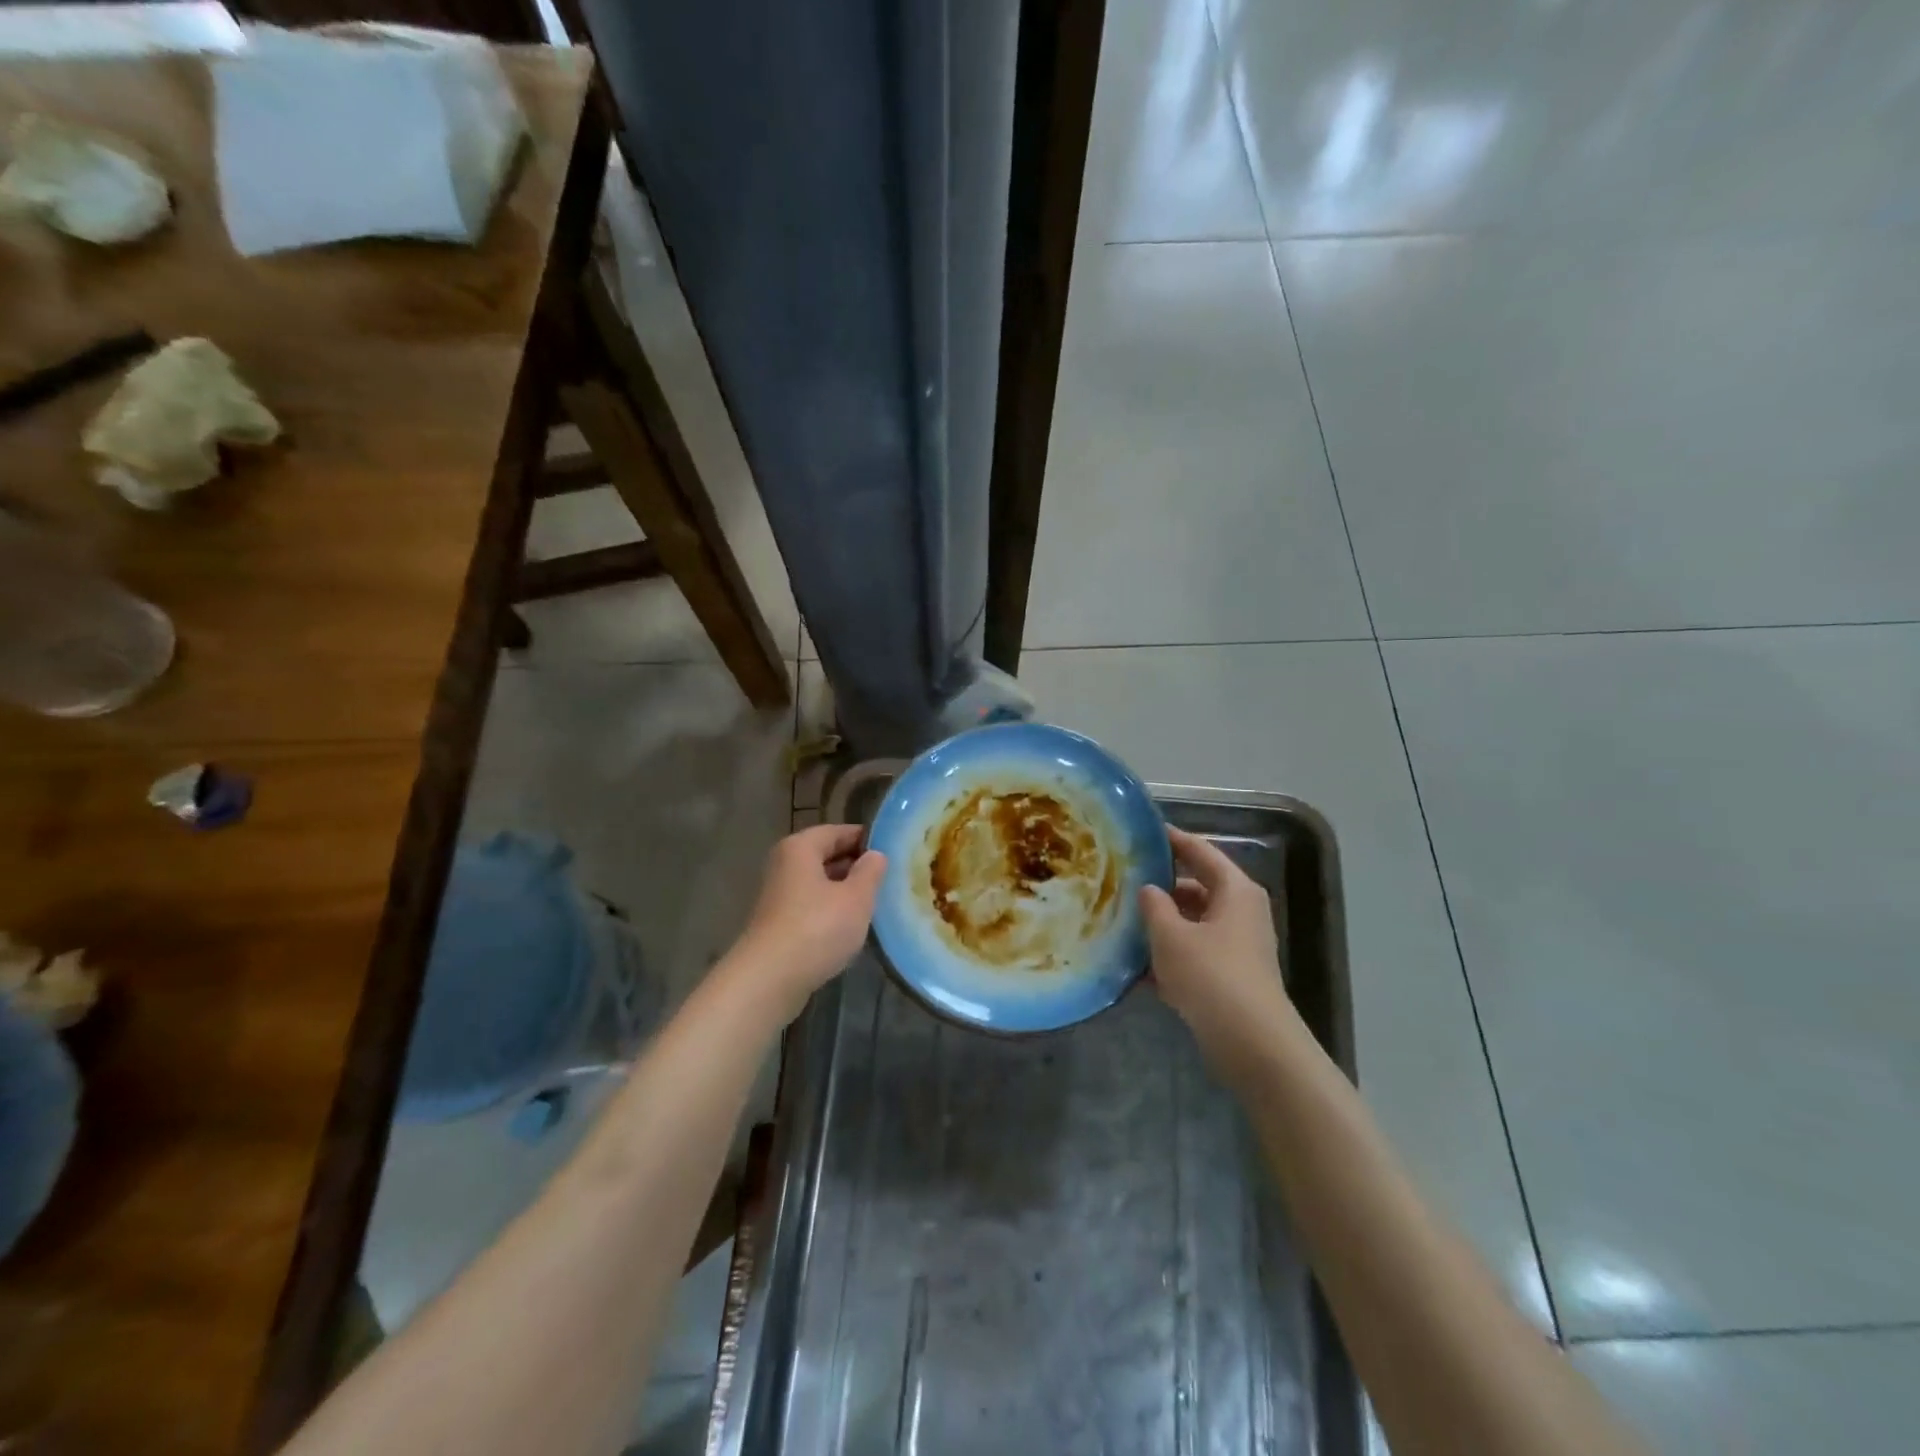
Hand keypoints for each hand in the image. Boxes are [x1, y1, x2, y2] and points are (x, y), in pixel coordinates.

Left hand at [730, 824, 886, 1012]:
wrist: (769, 980)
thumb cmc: (817, 928)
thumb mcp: (856, 898)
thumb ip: (870, 872)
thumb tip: (876, 855)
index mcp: (800, 848)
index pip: (838, 831)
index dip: (866, 839)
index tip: (893, 851)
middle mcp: (784, 864)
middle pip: (825, 855)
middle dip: (855, 865)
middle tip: (888, 877)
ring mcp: (778, 895)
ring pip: (818, 883)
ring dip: (843, 890)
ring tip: (874, 901)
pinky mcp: (777, 923)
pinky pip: (810, 906)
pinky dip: (829, 910)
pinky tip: (849, 926)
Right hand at [1140, 827, 1305, 1076]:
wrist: (1252, 1044)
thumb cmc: (1211, 976)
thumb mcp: (1171, 935)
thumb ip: (1154, 906)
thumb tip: (1149, 889)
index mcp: (1234, 890)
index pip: (1200, 851)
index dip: (1172, 840)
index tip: (1143, 831)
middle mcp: (1240, 912)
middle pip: (1196, 887)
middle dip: (1161, 886)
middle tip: (1123, 880)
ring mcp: (1237, 946)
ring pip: (1192, 923)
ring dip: (1162, 924)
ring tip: (1121, 921)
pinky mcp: (1230, 977)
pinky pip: (1194, 954)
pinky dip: (1170, 956)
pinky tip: (1135, 967)